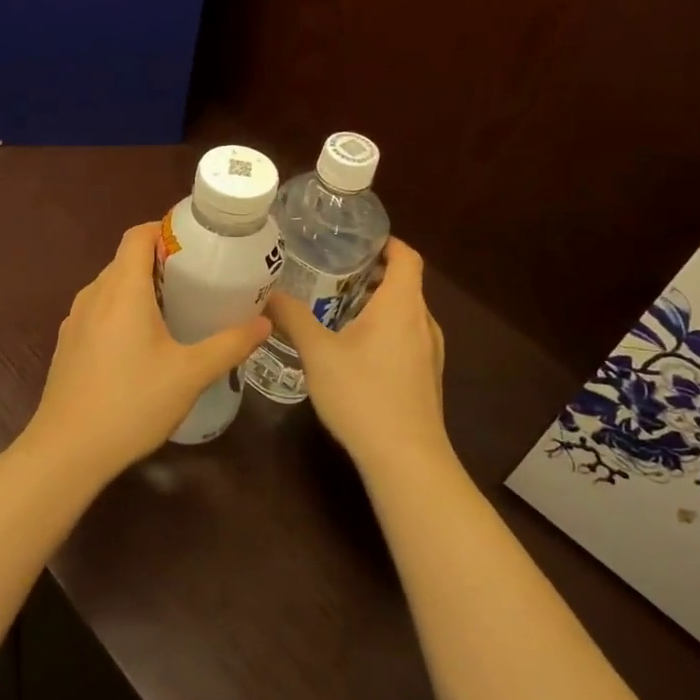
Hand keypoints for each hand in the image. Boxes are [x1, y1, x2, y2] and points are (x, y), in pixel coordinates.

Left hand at [27, 223, 272, 476]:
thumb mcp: (190, 375)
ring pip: (111, 286)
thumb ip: (229, 344)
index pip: (137, 235)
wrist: (67, 450)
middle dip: (161, 260)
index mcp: (122, 290)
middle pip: (126, 259)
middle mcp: (94, 295)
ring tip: (177, 307)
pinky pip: (99, 310)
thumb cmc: (132, 403)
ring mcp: (76, 320)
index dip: (165, 229)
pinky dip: (123, 310)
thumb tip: (264, 323)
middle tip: (198, 278)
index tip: (196, 243)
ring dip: (141, 287)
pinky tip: (143, 342)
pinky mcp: (69, 343)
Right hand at [266, 238, 450, 477]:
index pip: (407, 256)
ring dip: (378, 305)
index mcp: (402, 306)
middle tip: (332, 272)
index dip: (386, 242)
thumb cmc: (363, 395)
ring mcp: (430, 353)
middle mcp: (424, 322)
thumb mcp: (318, 354)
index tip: (357, 240)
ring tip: (337, 309)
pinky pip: (407, 338)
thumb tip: (268, 295)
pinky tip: (354, 350)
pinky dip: (385, 330)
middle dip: (372, 274)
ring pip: (406, 314)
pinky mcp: (427, 378)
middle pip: (406, 284)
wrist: (405, 459)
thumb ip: (293, 319)